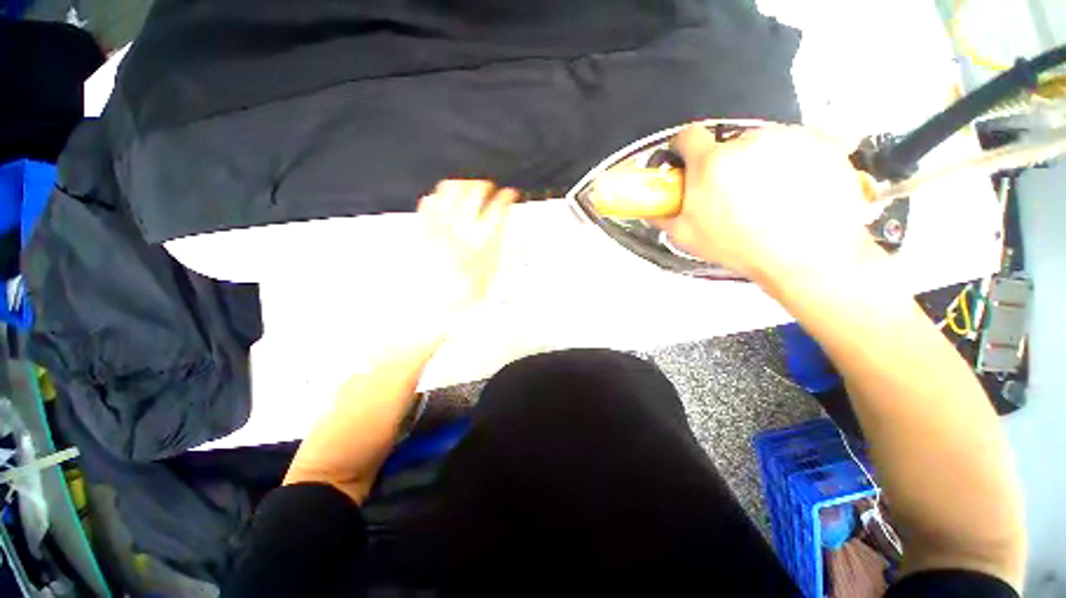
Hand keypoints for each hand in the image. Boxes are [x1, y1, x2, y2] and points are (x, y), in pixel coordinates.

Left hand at [417, 179, 515, 318]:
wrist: (425, 310)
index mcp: (480, 244)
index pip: (498, 209)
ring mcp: (437, 228)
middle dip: (485, 186)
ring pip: (449, 190)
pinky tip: (443, 201)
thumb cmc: (461, 300)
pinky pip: (428, 202)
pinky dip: (438, 196)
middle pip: (474, 192)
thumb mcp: (494, 282)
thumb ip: (509, 255)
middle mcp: (458, 231)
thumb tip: (522, 236)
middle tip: (490, 188)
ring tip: (468, 188)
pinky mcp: (420, 231)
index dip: (507, 197)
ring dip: (462, 185)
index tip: (511, 194)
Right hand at [656, 125, 882, 288]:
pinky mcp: (821, 141)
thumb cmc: (742, 248)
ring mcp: (788, 138)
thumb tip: (651, 208)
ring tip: (767, 196)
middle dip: (725, 164)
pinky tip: (793, 189)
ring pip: (762, 144)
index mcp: (711, 164)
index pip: (688, 136)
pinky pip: (796, 144)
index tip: (689, 162)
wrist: (807, 256)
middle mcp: (748, 141)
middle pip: (728, 143)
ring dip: (759, 162)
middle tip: (732, 194)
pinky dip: (791, 161)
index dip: (685, 149)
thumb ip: (663, 216)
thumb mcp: (687, 237)